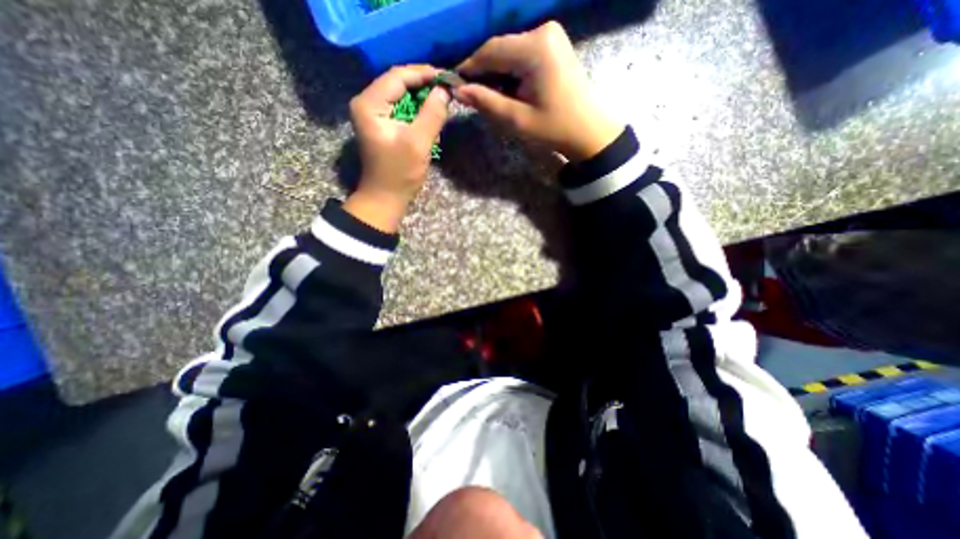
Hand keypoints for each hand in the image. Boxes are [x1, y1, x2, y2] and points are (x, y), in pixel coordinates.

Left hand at [345, 62, 449, 231]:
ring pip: (402, 97)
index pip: (398, 76)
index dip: (424, 74)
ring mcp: (374, 115)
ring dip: (422, 101)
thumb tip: (444, 90)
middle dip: (424, 87)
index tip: (447, 77)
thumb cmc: (399, 173)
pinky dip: (418, 113)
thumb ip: (432, 114)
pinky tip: (431, 120)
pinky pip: (402, 110)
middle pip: (399, 84)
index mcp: (370, 104)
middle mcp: (367, 103)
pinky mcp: (382, 125)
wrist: (385, 198)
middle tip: (447, 90)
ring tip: (442, 105)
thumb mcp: (418, 143)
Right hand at [455, 22, 622, 162]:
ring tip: (491, 98)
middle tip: (473, 96)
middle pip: (500, 49)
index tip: (455, 84)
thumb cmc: (554, 128)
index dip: (470, 67)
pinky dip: (511, 72)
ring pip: (510, 52)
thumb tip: (458, 91)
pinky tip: (508, 90)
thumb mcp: (517, 119)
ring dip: (497, 74)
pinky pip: (522, 54)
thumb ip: (486, 102)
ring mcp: (550, 36)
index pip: (491, 51)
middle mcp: (543, 31)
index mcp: (535, 48)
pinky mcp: (553, 45)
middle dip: (484, 73)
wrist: (588, 131)